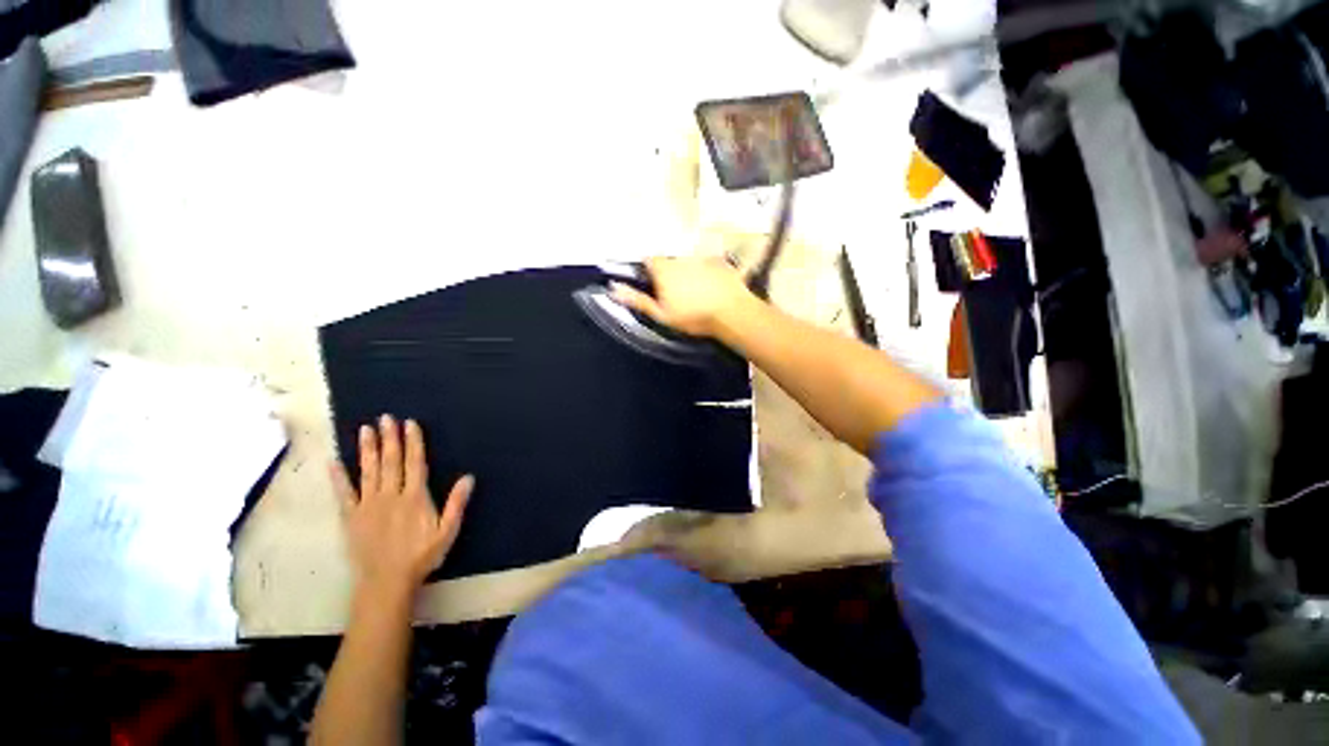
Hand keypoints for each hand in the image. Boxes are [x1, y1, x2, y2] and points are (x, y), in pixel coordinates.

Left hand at [331, 415, 472, 599]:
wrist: (386, 581)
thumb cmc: (421, 555)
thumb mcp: (447, 531)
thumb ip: (456, 503)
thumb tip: (468, 477)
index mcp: (415, 497)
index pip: (415, 463)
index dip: (413, 442)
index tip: (410, 424)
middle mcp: (390, 495)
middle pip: (391, 462)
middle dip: (389, 438)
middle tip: (386, 418)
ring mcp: (368, 505)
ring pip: (368, 471)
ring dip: (368, 449)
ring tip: (365, 430)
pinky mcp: (351, 517)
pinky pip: (344, 493)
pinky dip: (338, 477)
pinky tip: (334, 462)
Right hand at [611, 255, 755, 337]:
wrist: (731, 313)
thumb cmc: (693, 316)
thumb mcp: (661, 314)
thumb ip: (637, 300)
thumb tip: (613, 289)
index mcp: (663, 269)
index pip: (648, 259)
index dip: (649, 270)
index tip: (653, 284)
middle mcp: (680, 257)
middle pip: (669, 260)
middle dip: (669, 272)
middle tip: (676, 293)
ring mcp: (701, 257)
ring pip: (688, 261)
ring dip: (688, 272)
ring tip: (697, 292)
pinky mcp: (719, 261)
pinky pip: (707, 263)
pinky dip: (707, 272)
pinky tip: (712, 287)